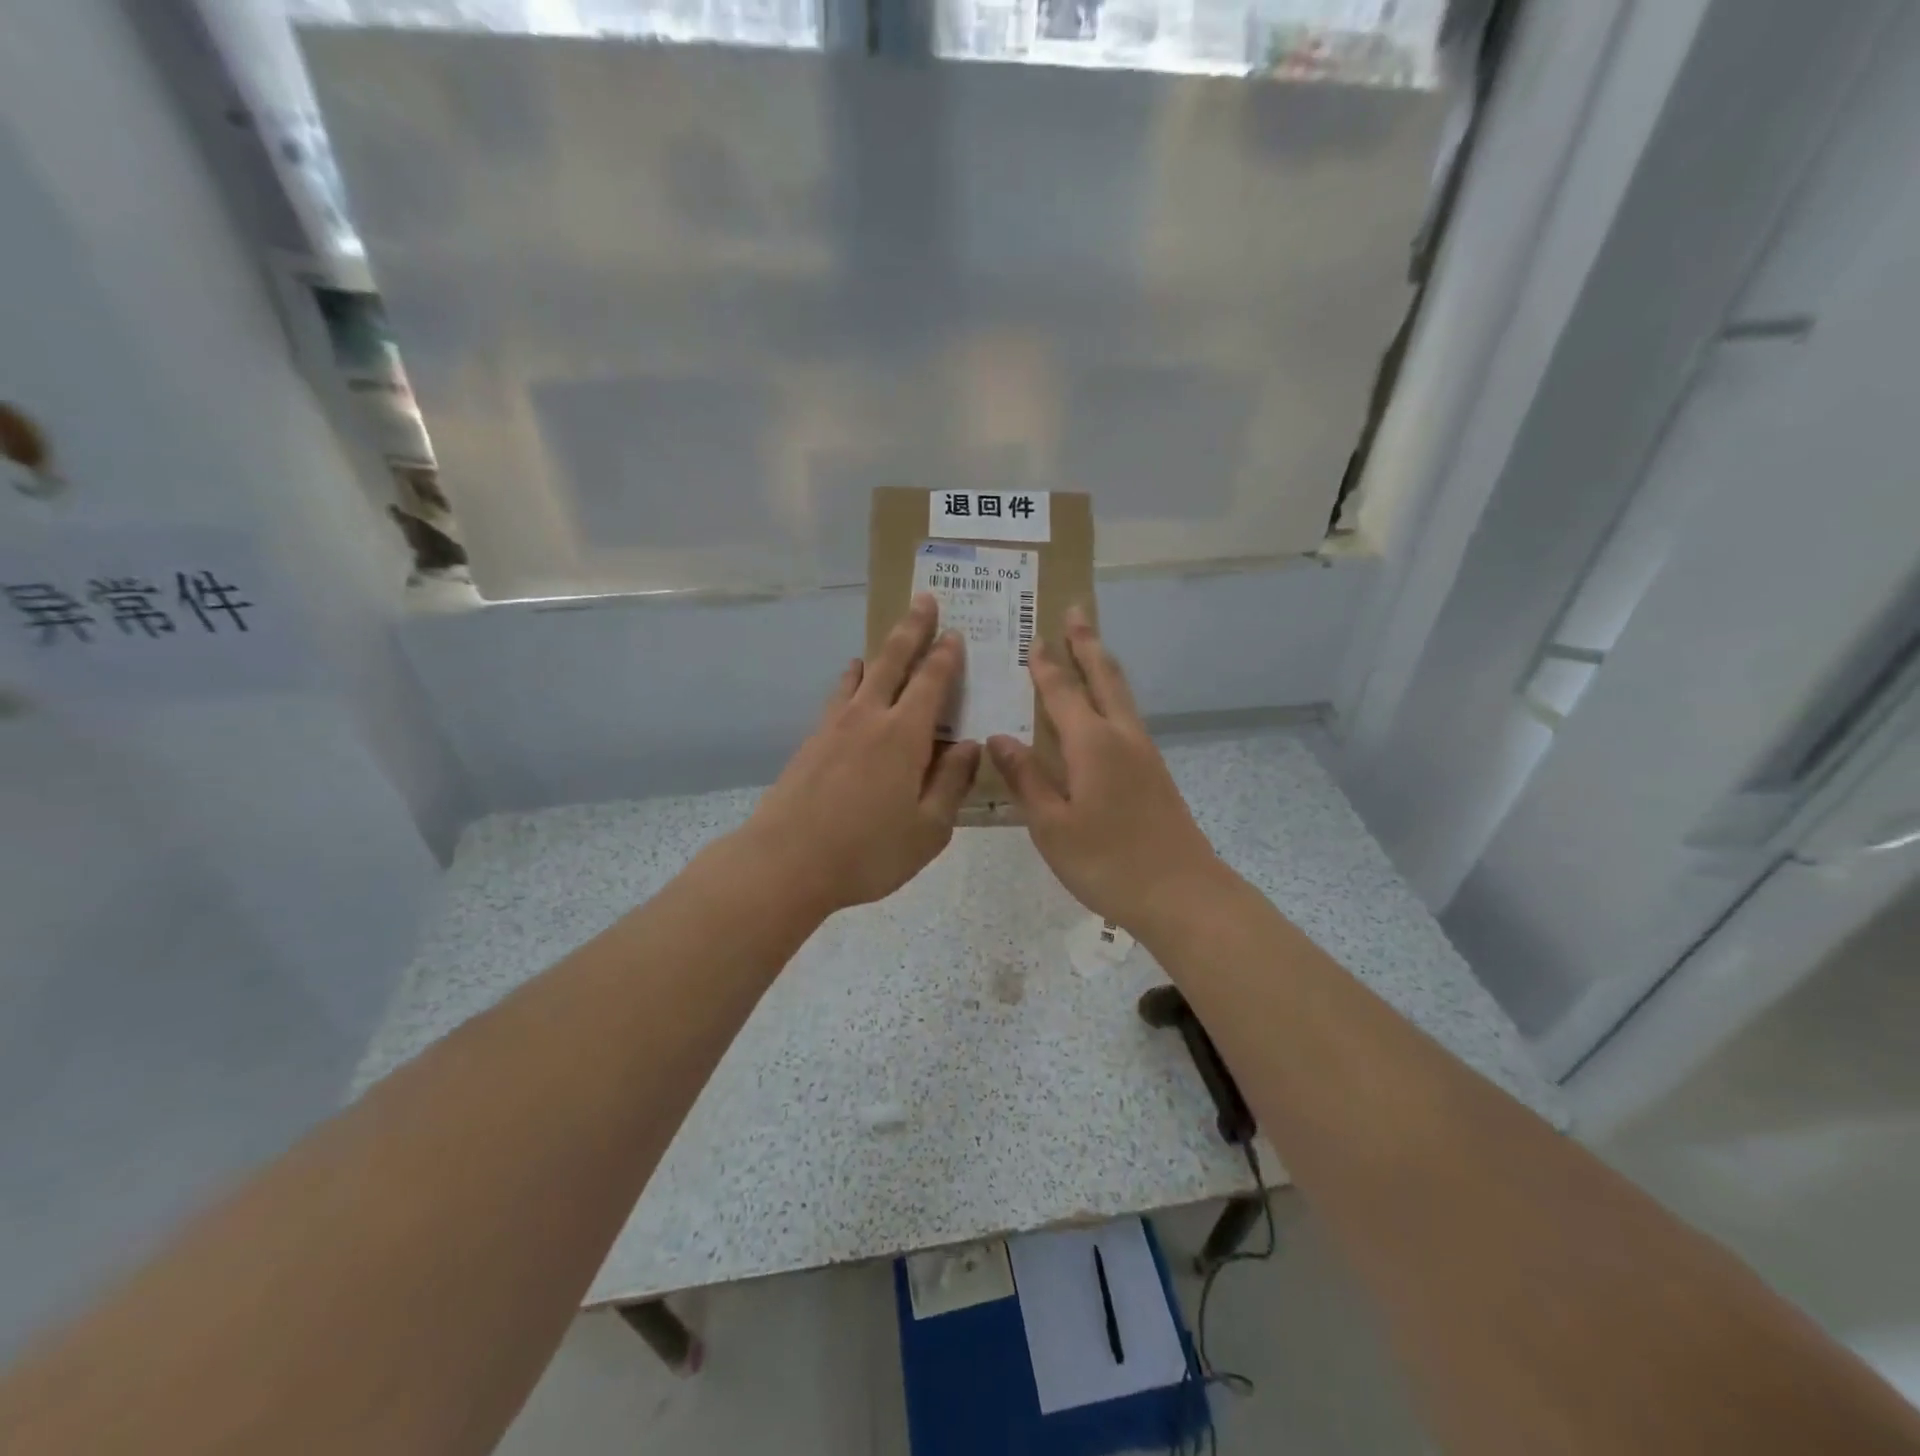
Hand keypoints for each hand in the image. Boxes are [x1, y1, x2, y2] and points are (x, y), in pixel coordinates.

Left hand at [740, 594, 980, 915]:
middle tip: (924, 599)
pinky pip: (838, 696)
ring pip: (860, 674)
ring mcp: (834, 726)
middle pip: (892, 660)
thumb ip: (952, 782)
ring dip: (878, 652)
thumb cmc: (867, 851)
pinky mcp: (811, 741)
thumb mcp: (928, 829)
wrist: (785, 862)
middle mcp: (868, 717)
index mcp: (904, 735)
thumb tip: (968, 745)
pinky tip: (852, 687)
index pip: (931, 681)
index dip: (946, 655)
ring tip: (886, 642)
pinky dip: (852, 681)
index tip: (955, 632)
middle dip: (911, 628)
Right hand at [988, 607, 1225, 933]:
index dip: (1046, 665)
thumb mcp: (1052, 825)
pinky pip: (1128, 716)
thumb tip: (999, 737)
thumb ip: (1025, 778)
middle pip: (1103, 677)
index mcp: (1091, 743)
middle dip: (1087, 643)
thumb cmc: (1107, 861)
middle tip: (1076, 610)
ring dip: (1103, 664)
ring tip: (1090, 646)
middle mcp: (1121, 736)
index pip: (1061, 692)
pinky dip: (1112, 695)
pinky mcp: (1154, 771)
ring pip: (1121, 694)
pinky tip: (1104, 709)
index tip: (1034, 637)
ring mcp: (1144, 752)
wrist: (1181, 893)